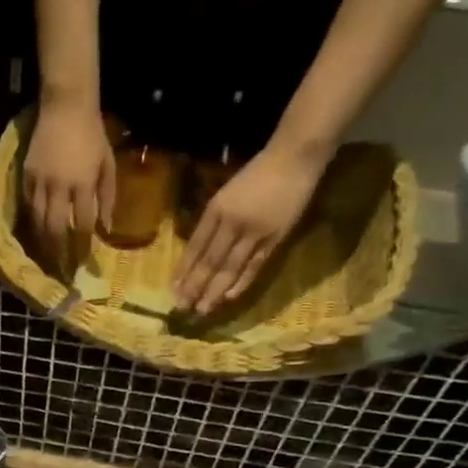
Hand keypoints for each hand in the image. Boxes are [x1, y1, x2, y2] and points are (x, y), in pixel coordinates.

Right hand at [22, 99, 114, 274]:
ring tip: (47, 258)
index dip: (84, 245)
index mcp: (83, 183)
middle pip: (57, 228)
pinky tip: (35, 233)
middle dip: (59, 252)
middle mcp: (60, 186)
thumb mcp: (108, 164)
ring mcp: (40, 181)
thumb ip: (107, 197)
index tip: (85, 262)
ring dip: (43, 242)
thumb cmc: (93, 134)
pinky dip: (32, 222)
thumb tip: (106, 228)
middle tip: (62, 270)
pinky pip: (28, 205)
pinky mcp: (26, 175)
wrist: (66, 106)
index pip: (83, 223)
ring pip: (38, 220)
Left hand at [173, 141, 329, 315]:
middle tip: (182, 307)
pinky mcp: (275, 238)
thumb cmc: (257, 174)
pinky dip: (241, 282)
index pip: (195, 246)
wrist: (294, 158)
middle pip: (210, 261)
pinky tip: (228, 297)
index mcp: (216, 209)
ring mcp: (254, 232)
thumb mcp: (226, 193)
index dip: (184, 270)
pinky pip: (254, 266)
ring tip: (202, 309)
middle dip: (195, 286)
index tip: (173, 289)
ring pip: (230, 267)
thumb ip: (213, 220)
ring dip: (214, 291)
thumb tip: (197, 252)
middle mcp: (231, 222)